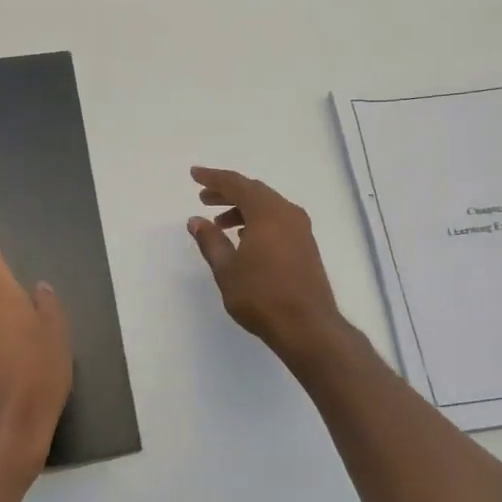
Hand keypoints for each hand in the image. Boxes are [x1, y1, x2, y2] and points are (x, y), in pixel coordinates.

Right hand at [187, 167, 344, 359]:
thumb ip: (210, 241)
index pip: (236, 184)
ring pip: (267, 206)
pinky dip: (258, 221)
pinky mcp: (306, 246)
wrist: (307, 326)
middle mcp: (287, 213)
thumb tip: (196, 220)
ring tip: (220, 224)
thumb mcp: (226, 269)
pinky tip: (245, 238)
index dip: (213, 178)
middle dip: (227, 192)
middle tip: (204, 198)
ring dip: (242, 209)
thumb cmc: (261, 296)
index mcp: (267, 212)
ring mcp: (301, 230)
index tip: (194, 175)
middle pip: (254, 192)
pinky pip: (278, 220)